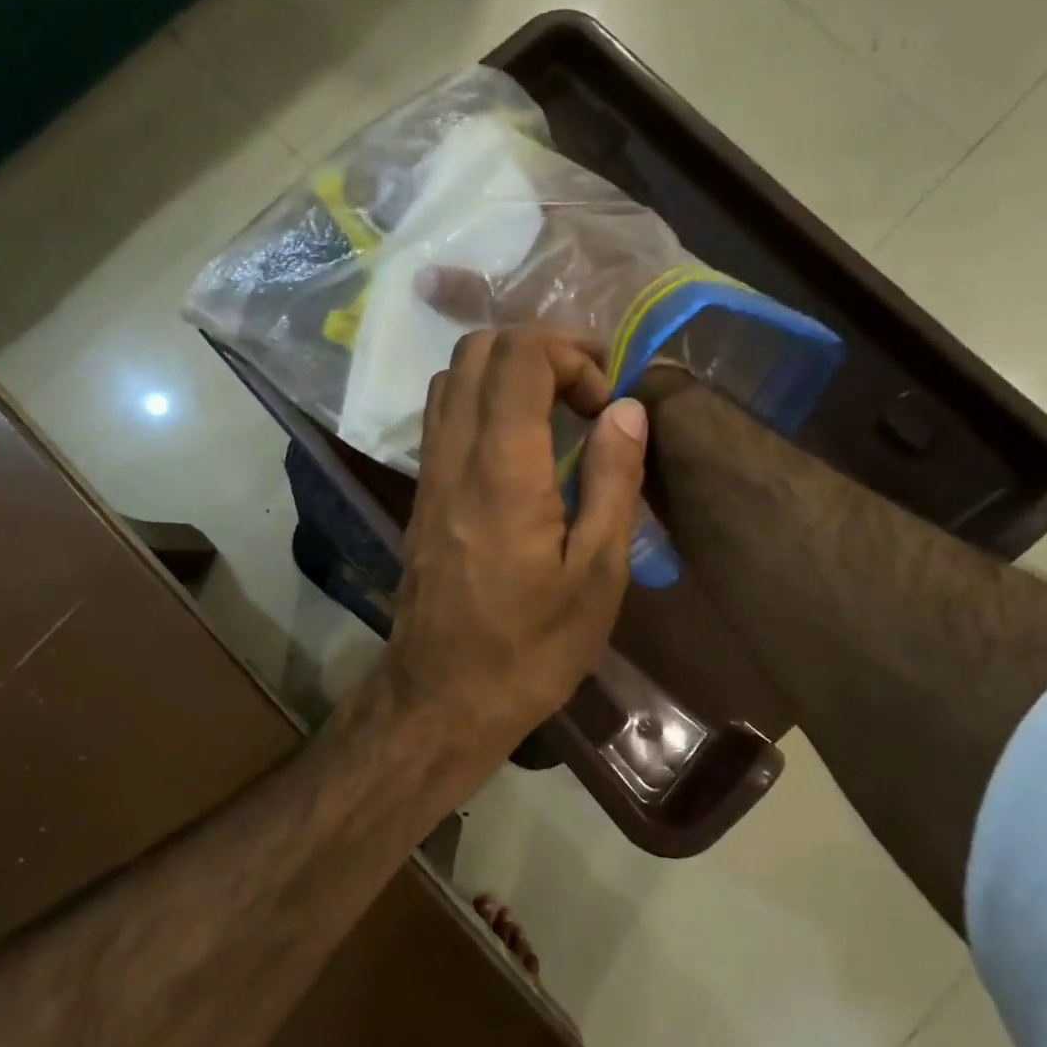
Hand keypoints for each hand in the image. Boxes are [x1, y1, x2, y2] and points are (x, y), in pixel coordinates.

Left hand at [380, 327, 649, 799]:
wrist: (441, 697)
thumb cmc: (531, 648)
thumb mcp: (597, 575)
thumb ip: (613, 481)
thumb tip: (626, 409)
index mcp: (502, 469)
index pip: (519, 357)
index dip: (571, 356)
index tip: (606, 404)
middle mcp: (454, 456)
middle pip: (477, 349)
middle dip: (539, 349)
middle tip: (586, 392)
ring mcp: (428, 473)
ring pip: (451, 377)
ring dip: (505, 372)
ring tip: (555, 410)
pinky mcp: (420, 494)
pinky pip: (442, 417)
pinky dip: (481, 401)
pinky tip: (518, 444)